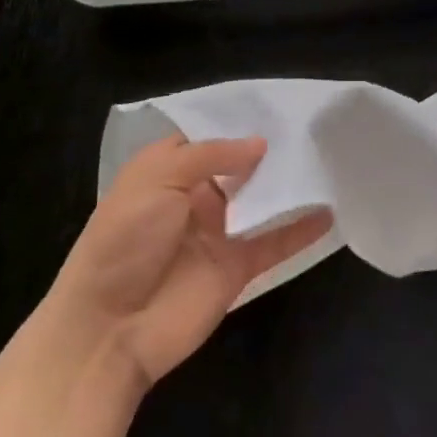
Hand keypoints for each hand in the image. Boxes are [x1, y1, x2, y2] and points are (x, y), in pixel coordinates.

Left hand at [50, 134, 332, 389]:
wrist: (108, 329)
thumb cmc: (124, 241)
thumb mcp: (158, 180)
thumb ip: (211, 156)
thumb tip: (260, 144)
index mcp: (167, 172)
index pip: (207, 139)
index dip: (236, 124)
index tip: (276, 107)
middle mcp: (195, 198)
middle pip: (240, 168)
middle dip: (270, 151)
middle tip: (312, 128)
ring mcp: (218, 234)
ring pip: (261, 202)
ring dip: (289, 186)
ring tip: (327, 160)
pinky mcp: (237, 268)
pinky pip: (274, 243)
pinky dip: (301, 230)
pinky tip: (329, 213)